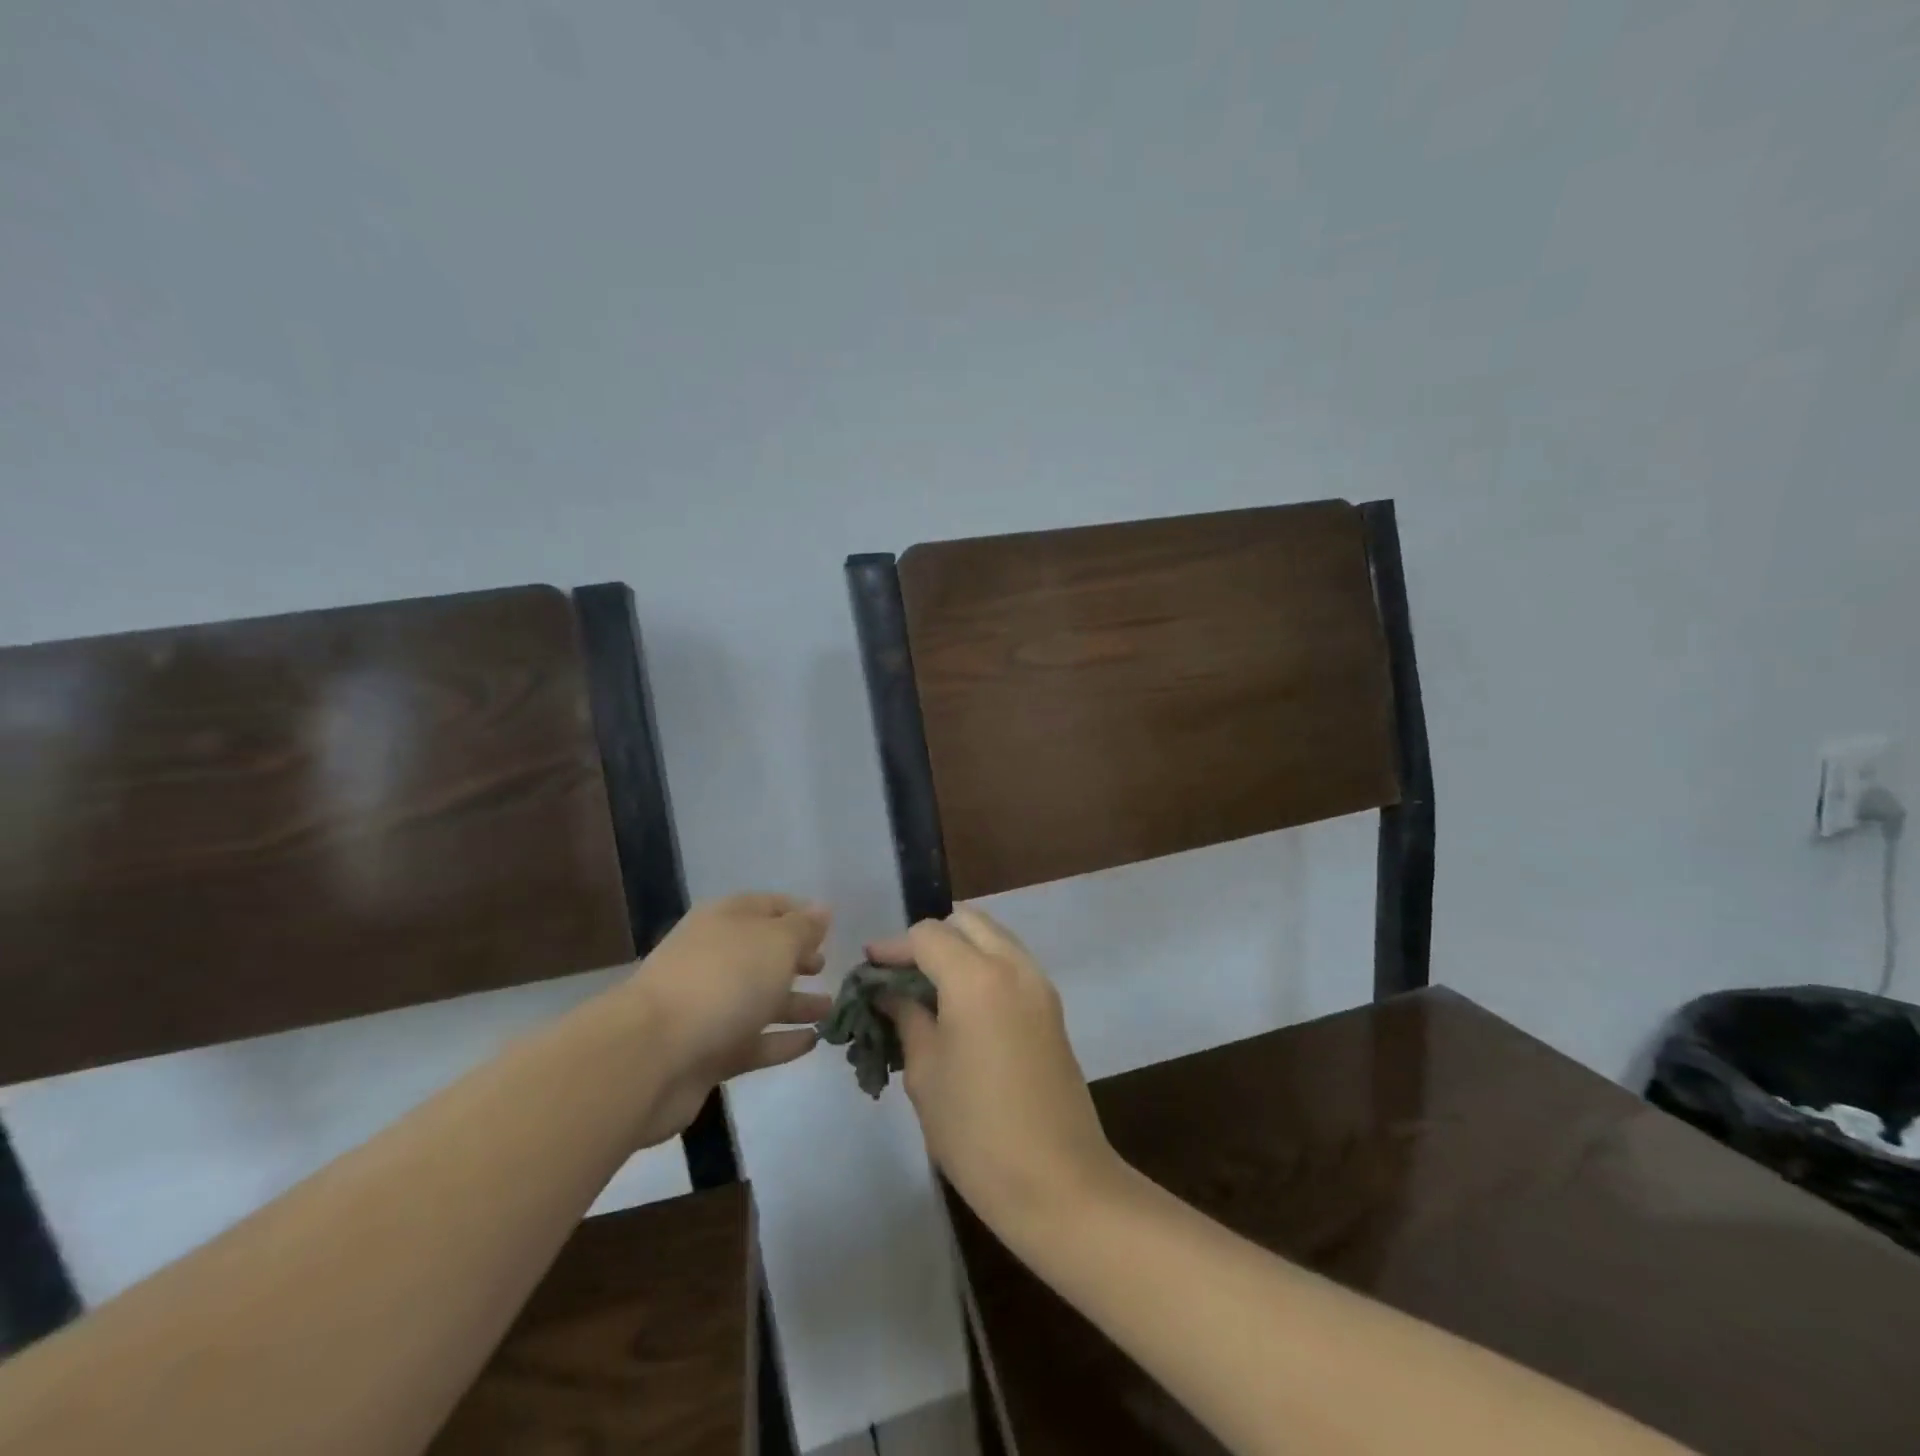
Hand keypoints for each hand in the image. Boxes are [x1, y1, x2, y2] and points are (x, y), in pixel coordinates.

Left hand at [621, 893, 830, 1147]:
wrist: (653, 1055)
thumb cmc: (724, 980)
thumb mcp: (776, 943)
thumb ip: (803, 928)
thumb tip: (821, 910)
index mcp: (725, 920)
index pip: (768, 906)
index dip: (799, 913)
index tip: (829, 927)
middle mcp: (714, 958)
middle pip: (761, 954)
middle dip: (795, 960)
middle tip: (826, 968)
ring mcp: (708, 1007)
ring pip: (759, 1000)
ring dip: (794, 1003)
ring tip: (830, 1009)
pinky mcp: (707, 1052)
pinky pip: (753, 1041)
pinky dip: (781, 1041)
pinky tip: (812, 1043)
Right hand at [867, 907, 1123, 1238]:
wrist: (1058, 1181)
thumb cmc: (977, 1131)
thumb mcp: (926, 1073)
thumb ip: (907, 1018)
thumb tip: (890, 992)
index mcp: (977, 977)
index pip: (928, 935)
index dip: (894, 947)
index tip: (869, 967)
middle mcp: (1014, 966)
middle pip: (967, 922)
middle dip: (931, 938)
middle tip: (901, 973)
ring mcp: (1039, 985)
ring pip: (994, 938)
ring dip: (960, 948)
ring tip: (928, 988)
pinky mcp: (1052, 1008)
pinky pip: (1012, 963)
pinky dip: (983, 966)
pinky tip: (961, 1004)